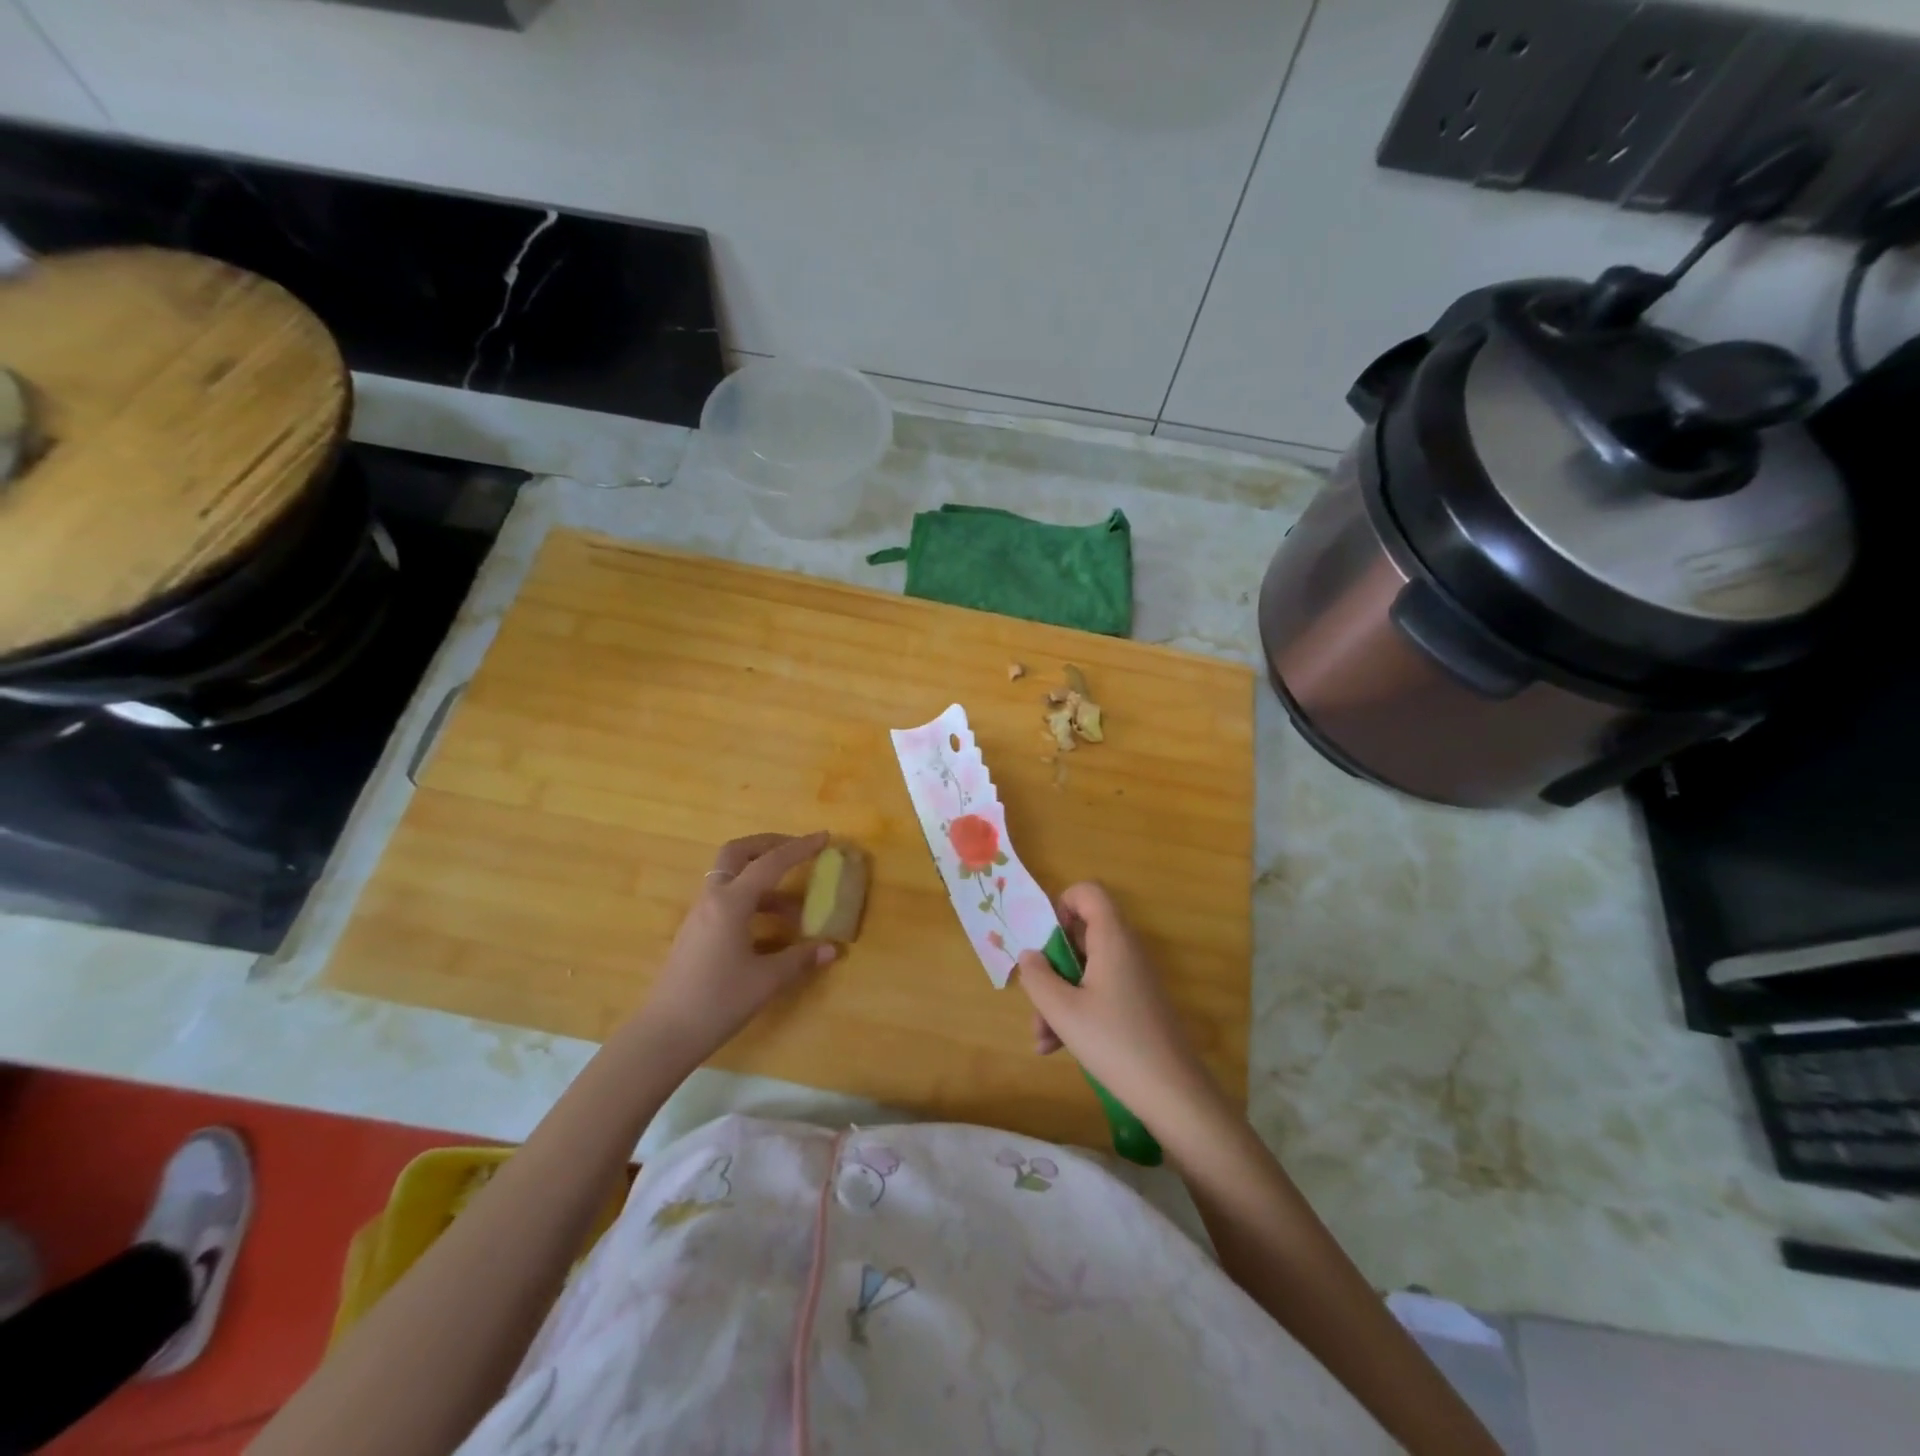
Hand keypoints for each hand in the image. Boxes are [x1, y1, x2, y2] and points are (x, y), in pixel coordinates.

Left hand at [633, 832, 837, 1070]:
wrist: (664, 1035)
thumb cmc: (717, 1002)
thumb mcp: (766, 981)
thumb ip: (800, 959)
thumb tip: (832, 948)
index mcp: (730, 903)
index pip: (770, 863)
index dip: (800, 848)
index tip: (824, 837)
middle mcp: (712, 899)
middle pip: (737, 853)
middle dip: (768, 845)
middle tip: (797, 852)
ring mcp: (700, 915)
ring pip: (731, 878)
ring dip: (763, 880)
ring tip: (796, 907)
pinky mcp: (696, 932)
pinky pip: (727, 901)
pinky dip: (752, 902)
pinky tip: (771, 929)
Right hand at [1015, 882, 1221, 1124]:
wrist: (1172, 1093)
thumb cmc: (1114, 1042)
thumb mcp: (1062, 1011)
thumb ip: (1037, 977)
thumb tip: (1030, 955)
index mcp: (1112, 939)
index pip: (1088, 892)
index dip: (1062, 905)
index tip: (1045, 940)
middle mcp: (1126, 951)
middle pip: (1081, 935)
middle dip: (1051, 967)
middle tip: (1037, 998)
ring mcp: (1134, 978)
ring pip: (1085, 970)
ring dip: (1058, 997)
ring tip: (1042, 1039)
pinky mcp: (1137, 1003)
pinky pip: (1099, 992)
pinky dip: (1077, 1012)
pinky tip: (1057, 1048)